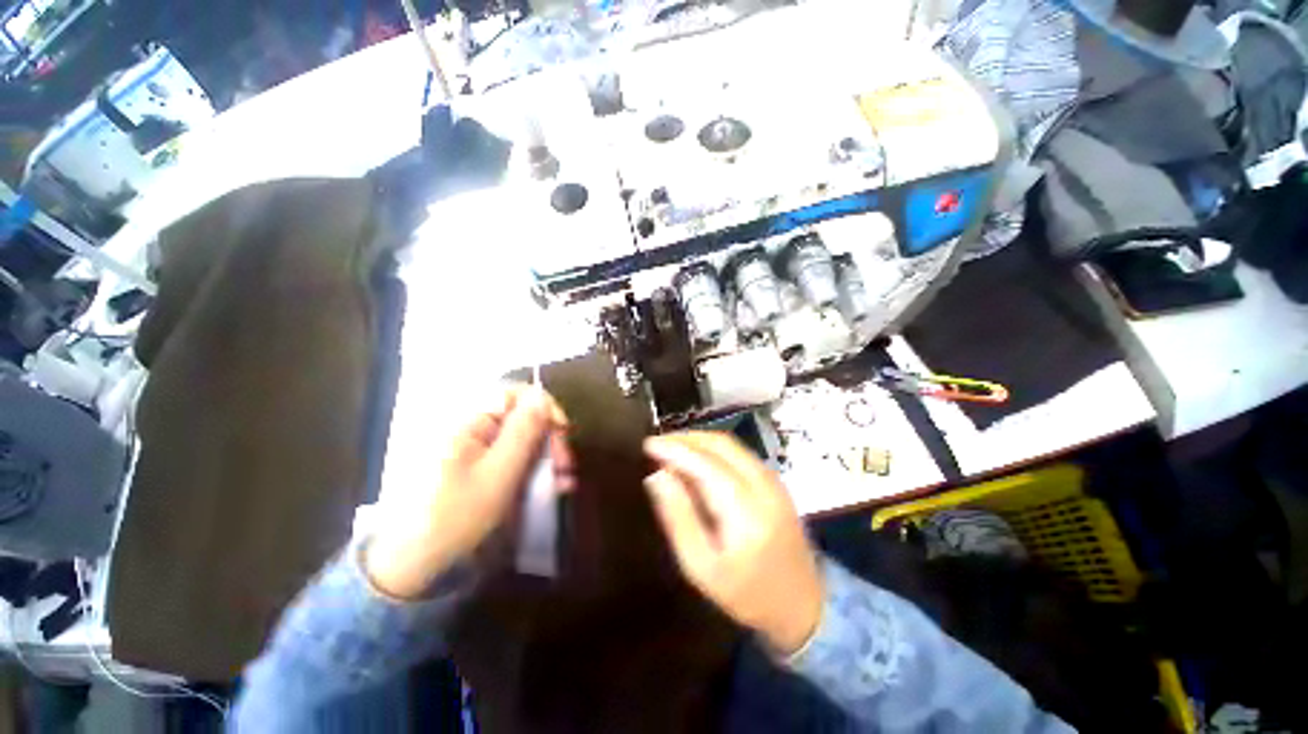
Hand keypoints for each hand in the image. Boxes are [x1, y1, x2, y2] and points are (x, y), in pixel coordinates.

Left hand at [364, 384, 570, 598]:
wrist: (414, 566)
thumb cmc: (454, 518)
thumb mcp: (496, 475)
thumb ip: (522, 433)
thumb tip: (543, 397)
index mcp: (469, 422)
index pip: (514, 393)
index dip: (543, 406)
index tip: (563, 431)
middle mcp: (473, 429)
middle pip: (522, 417)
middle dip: (549, 438)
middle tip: (566, 465)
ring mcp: (477, 450)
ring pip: (523, 440)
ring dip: (548, 457)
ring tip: (565, 482)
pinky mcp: (482, 470)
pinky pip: (515, 459)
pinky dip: (536, 470)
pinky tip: (553, 487)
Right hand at [644, 432, 823, 655]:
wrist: (803, 604)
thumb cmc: (746, 594)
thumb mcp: (701, 567)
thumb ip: (679, 518)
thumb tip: (656, 476)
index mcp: (746, 512)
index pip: (704, 465)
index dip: (674, 449)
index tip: (647, 445)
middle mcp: (764, 485)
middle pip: (720, 444)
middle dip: (685, 438)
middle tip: (657, 445)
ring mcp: (774, 480)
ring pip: (730, 444)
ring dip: (698, 440)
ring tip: (671, 449)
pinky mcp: (776, 480)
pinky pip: (739, 452)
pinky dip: (713, 448)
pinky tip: (697, 460)